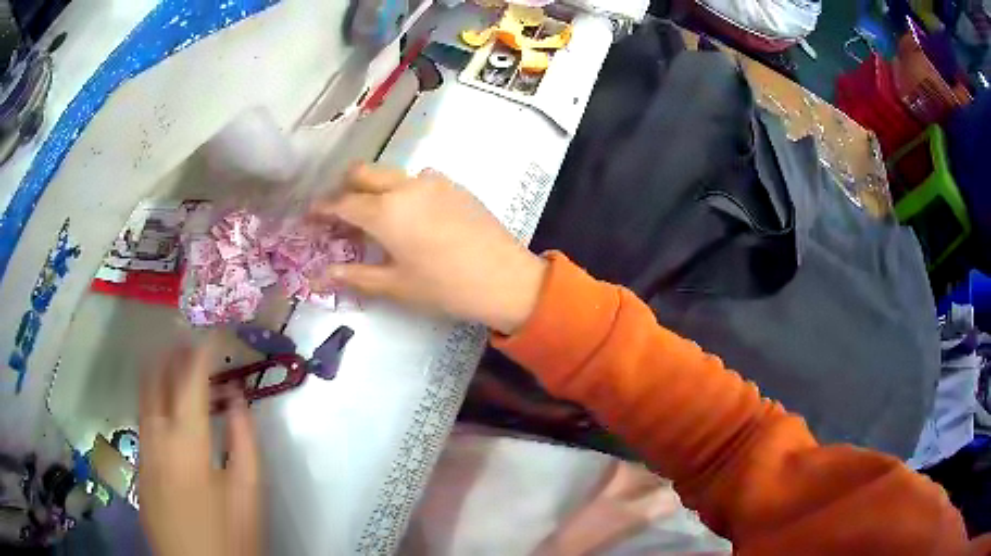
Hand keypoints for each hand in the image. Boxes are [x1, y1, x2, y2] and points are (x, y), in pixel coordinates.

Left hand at [138, 342, 260, 555]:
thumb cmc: (230, 536)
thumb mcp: (249, 493)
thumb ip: (244, 440)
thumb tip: (236, 398)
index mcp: (188, 441)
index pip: (191, 379)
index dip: (202, 351)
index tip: (214, 333)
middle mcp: (157, 435)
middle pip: (157, 379)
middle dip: (173, 353)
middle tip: (191, 341)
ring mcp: (143, 450)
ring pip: (144, 396)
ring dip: (160, 372)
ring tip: (177, 363)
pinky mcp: (139, 465)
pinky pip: (143, 418)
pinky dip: (154, 399)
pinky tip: (167, 408)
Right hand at [310, 165, 546, 334]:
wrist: (505, 278)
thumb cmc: (444, 287)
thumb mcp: (395, 286)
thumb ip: (354, 277)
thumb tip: (319, 278)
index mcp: (385, 211)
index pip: (343, 203)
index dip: (322, 209)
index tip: (309, 215)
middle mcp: (405, 186)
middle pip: (364, 173)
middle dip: (345, 187)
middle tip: (338, 210)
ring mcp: (433, 182)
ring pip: (392, 173)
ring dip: (375, 187)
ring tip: (375, 214)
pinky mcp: (454, 185)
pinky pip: (419, 179)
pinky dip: (403, 190)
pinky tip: (411, 215)